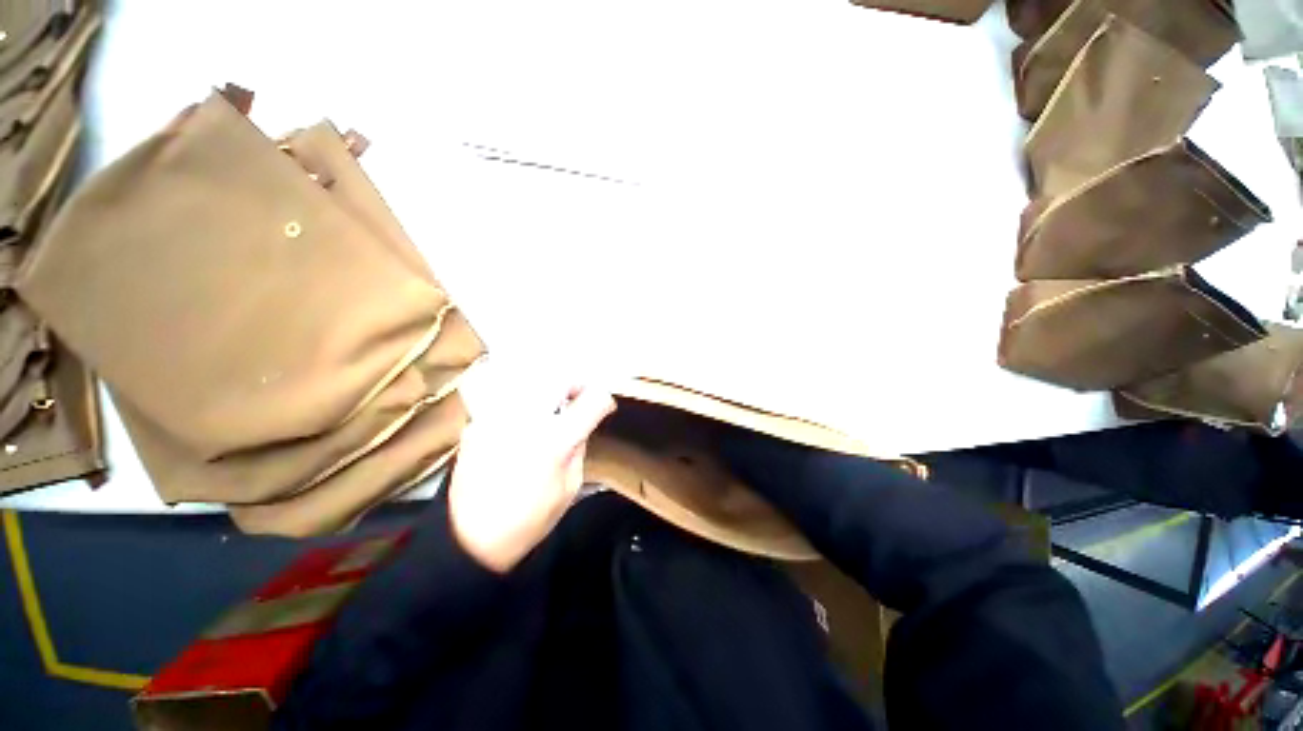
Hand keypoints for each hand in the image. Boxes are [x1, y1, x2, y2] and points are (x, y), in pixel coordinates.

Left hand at [448, 383, 616, 572]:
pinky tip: (526, 417)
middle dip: (575, 383)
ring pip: (530, 380)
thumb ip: (579, 447)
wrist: (470, 538)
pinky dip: (524, 398)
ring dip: (549, 386)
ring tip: (554, 402)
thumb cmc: (529, 520)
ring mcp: (497, 417)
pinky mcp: (477, 422)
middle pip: (559, 377)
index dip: (604, 400)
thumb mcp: (570, 487)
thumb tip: (581, 423)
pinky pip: (508, 396)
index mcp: (554, 442)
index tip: (605, 406)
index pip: (591, 401)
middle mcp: (525, 421)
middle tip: (579, 396)